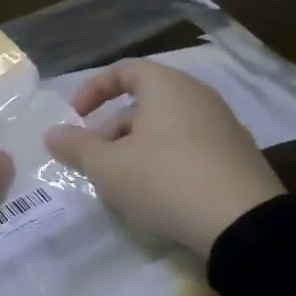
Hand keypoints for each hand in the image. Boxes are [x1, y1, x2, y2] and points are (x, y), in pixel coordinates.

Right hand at [43, 58, 285, 258]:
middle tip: (94, 160)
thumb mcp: (108, 166)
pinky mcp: (237, 157)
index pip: (124, 70)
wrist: (244, 224)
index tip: (75, 117)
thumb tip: (51, 134)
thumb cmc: (164, 179)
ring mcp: (223, 126)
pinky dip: (166, 161)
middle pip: (144, 101)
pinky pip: (190, 147)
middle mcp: (198, 96)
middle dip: (111, 129)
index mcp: (167, 86)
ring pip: (166, 127)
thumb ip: (76, 147)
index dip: (93, 89)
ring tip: (122, 183)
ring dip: (136, 148)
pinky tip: (158, 195)